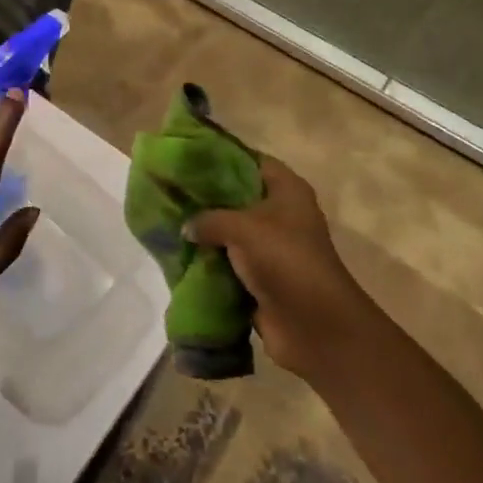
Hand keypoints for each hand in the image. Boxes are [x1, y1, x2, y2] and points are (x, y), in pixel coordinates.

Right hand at [186, 155, 376, 380]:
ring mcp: (270, 248)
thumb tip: (186, 227)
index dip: (221, 156)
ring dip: (205, 232)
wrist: (314, 326)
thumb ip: (209, 218)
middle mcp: (280, 214)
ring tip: (167, 220)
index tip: (187, 156)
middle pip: (237, 196)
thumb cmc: (285, 260)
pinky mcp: (261, 278)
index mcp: (287, 190)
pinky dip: (209, 261)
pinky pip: (228, 262)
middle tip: (170, 189)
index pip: (250, 161)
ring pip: (230, 231)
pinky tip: (179, 254)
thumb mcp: (243, 227)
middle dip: (206, 196)